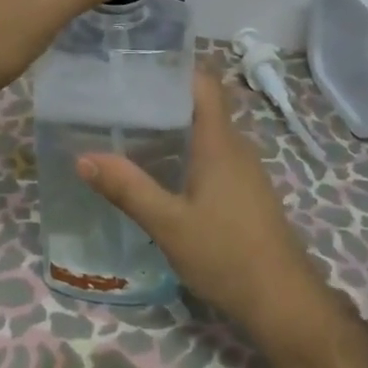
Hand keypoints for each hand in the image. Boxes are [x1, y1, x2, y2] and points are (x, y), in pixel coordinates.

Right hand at [79, 71, 323, 333]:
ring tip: (131, 131)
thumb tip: (83, 158)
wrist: (283, 301)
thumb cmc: (226, 254)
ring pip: (207, 133)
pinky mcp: (246, 192)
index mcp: (219, 142)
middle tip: (119, 100)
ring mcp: (245, 170)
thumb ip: (127, 189)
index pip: (204, 83)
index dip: (175, 67)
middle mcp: (236, 147)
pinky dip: (187, 152)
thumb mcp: (168, 224)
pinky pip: (214, 156)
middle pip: (202, 105)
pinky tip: (162, 171)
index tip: (137, 66)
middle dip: (163, 98)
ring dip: (175, 127)